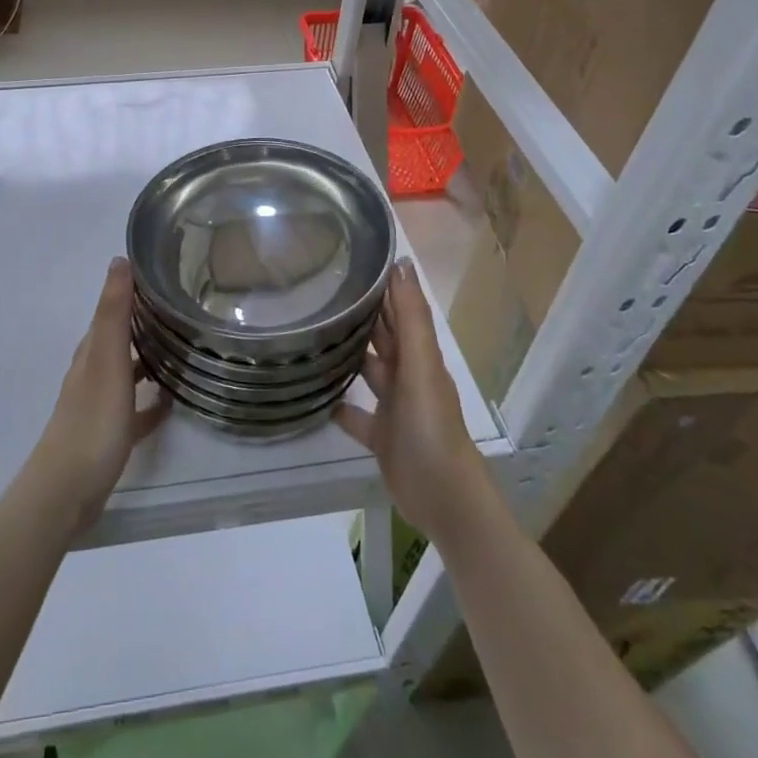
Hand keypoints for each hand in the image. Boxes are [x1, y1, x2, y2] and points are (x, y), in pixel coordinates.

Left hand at [29, 257, 170, 533]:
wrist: (66, 490)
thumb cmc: (92, 420)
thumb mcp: (107, 359)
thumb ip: (113, 312)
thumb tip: (119, 259)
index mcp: (93, 350)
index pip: (114, 308)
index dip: (135, 289)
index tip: (167, 273)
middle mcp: (94, 370)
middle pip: (121, 337)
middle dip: (146, 321)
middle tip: (185, 307)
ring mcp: (101, 404)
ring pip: (128, 371)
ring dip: (150, 358)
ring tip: (184, 348)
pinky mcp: (110, 434)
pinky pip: (135, 409)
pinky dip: (151, 401)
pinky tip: (171, 402)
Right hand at [335, 260, 491, 543]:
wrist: (444, 500)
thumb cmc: (431, 428)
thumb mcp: (420, 367)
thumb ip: (410, 318)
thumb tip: (402, 263)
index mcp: (419, 356)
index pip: (399, 310)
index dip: (382, 285)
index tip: (352, 256)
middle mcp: (408, 376)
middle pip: (384, 337)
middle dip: (362, 314)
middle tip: (322, 288)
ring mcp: (395, 407)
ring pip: (369, 370)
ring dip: (349, 354)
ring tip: (313, 333)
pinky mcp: (382, 436)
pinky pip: (358, 415)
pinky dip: (341, 405)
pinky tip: (317, 395)